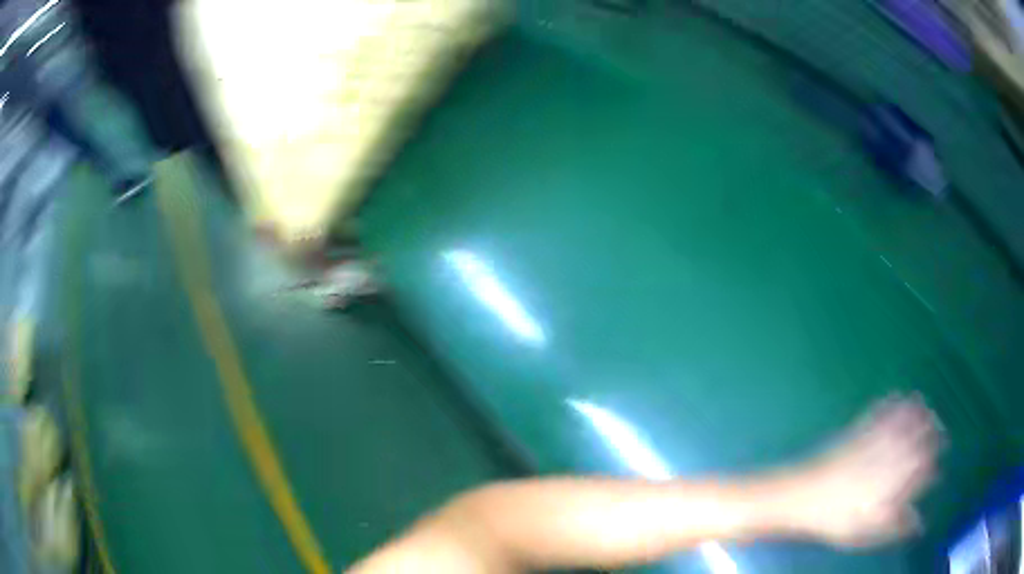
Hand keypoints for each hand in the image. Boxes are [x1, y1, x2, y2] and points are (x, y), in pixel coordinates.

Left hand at [779, 394, 942, 547]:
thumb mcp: (866, 533)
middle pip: (916, 440)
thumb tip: (920, 525)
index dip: (931, 465)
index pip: (921, 469)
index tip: (936, 464)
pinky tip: (897, 394)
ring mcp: (873, 441)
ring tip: (926, 406)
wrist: (802, 497)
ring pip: (901, 423)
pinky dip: (891, 403)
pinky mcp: (856, 431)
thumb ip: (895, 526)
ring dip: (916, 413)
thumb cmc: (835, 520)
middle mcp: (888, 457)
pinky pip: (878, 412)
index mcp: (893, 482)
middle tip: (940, 427)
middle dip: (932, 432)